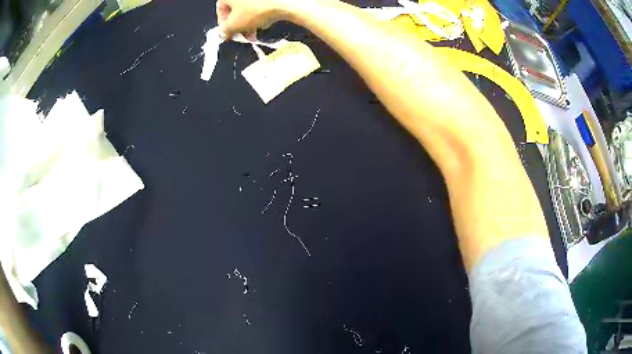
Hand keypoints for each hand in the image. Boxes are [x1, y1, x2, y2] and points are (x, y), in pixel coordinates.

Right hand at [215, 0, 290, 37]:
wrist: (283, 3)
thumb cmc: (256, 9)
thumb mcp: (234, 25)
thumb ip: (225, 30)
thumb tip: (224, 32)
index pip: (220, 9)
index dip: (223, 24)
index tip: (228, 34)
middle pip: (235, 9)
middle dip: (238, 25)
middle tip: (241, 36)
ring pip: (248, 8)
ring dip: (249, 23)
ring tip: (253, 33)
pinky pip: (260, 5)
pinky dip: (260, 15)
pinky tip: (264, 23)